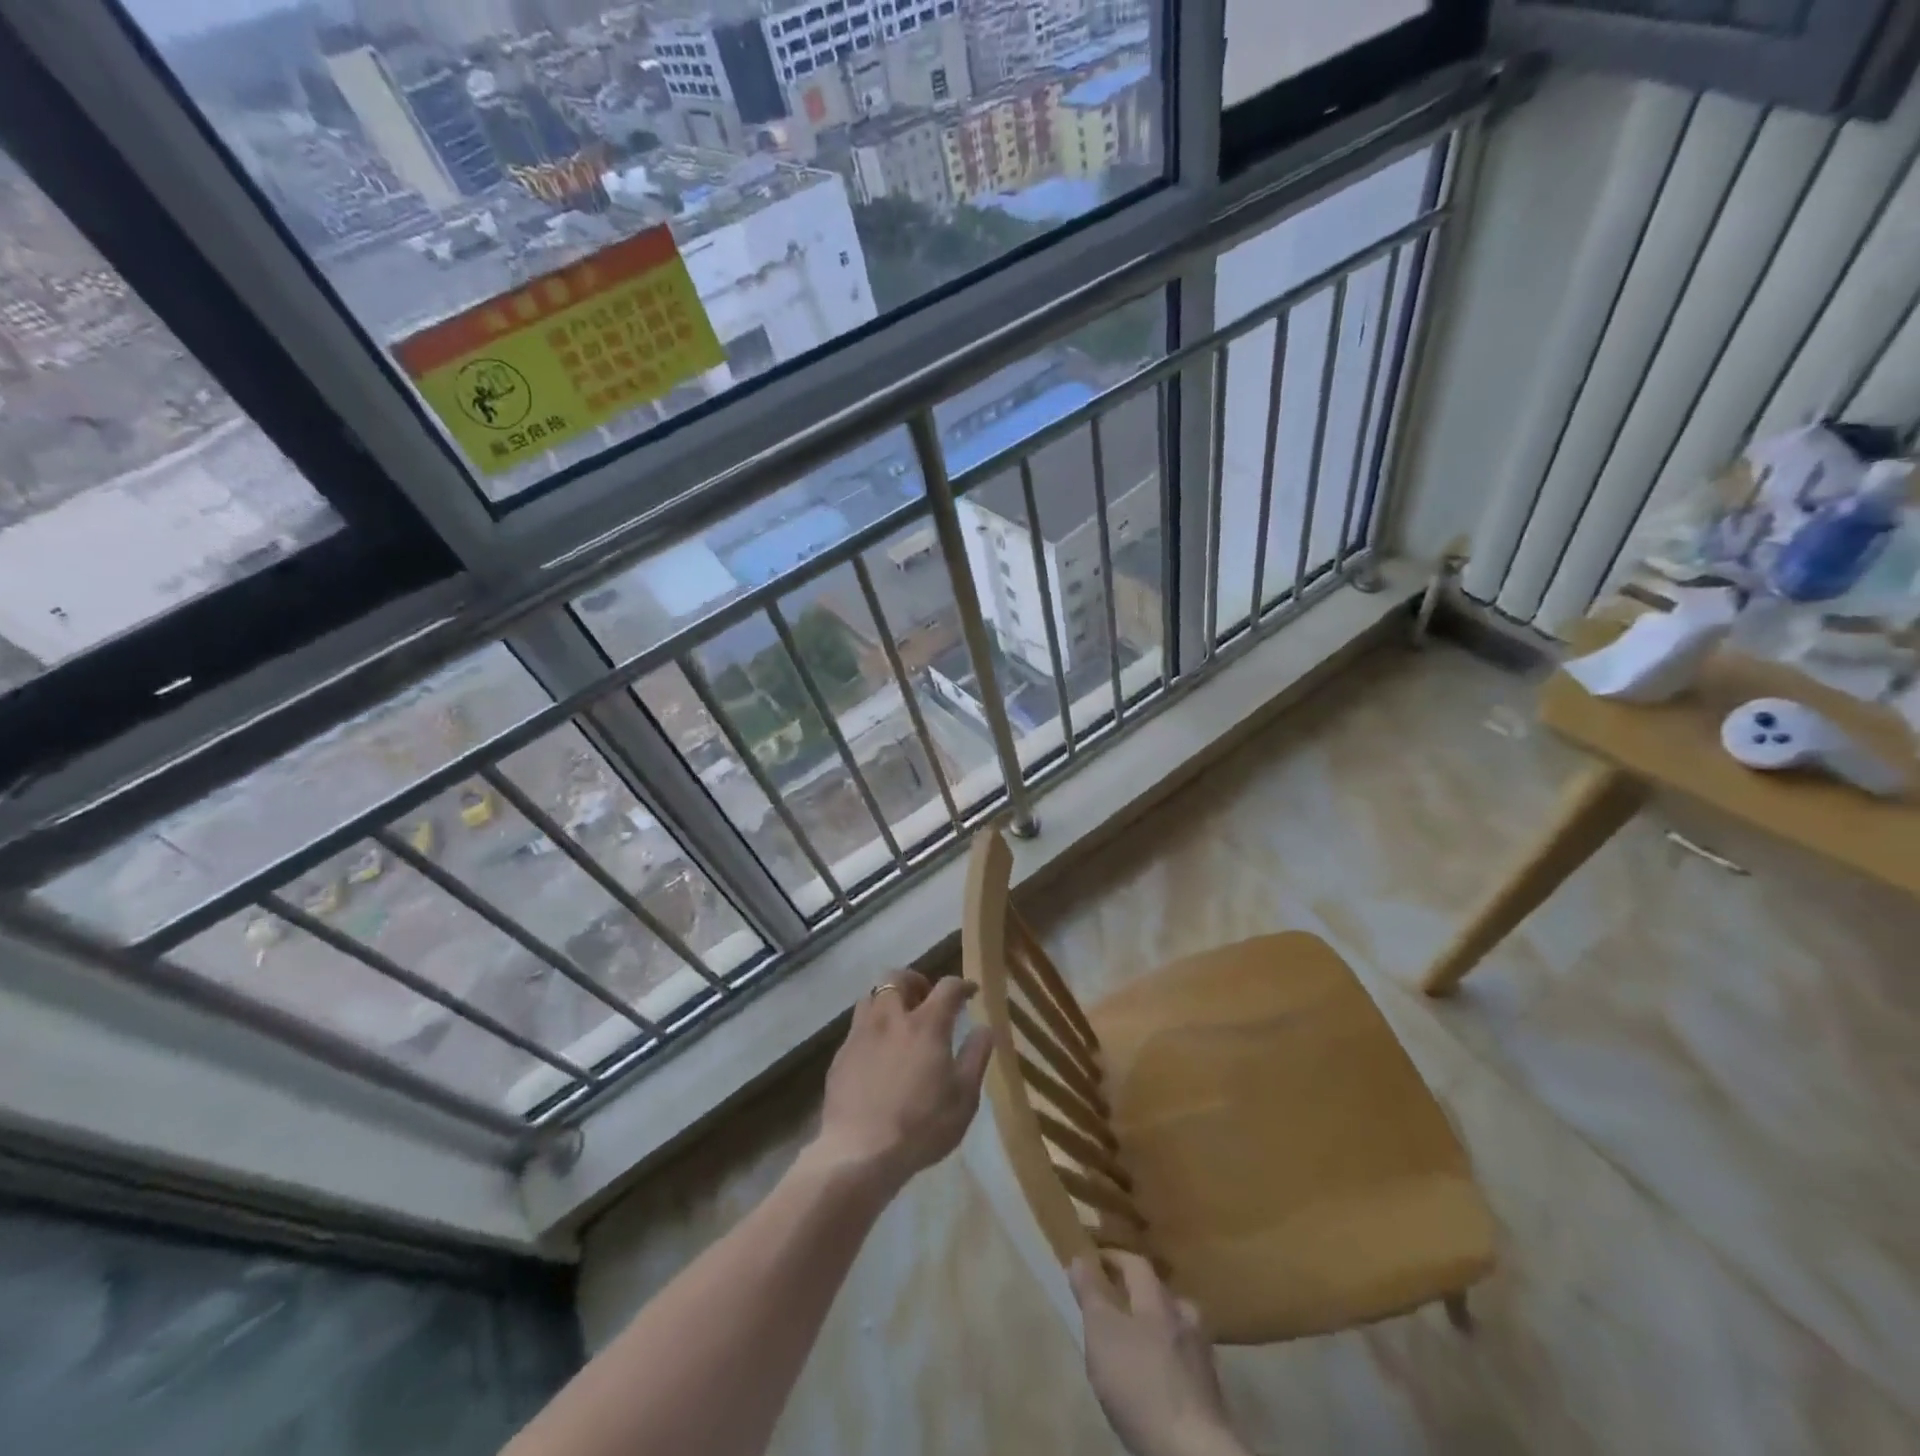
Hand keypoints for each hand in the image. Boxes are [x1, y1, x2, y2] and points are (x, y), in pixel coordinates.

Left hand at [811, 971, 992, 1194]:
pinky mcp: (840, 1055)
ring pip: (871, 996)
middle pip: (897, 977)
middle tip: (925, 997)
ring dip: (888, 999)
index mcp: (925, 1024)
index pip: (947, 987)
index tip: (970, 991)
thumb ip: (975, 1056)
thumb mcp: (964, 1096)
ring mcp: (860, 1034)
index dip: (961, 985)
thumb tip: (984, 1027)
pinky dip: (871, 1028)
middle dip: (914, 980)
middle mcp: (890, 1018)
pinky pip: (857, 1027)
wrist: (860, 1152)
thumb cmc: (922, 1125)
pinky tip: (877, 1053)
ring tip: (898, 1020)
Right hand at [1070, 1253, 1248, 1455]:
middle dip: (1140, 1293)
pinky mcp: (1210, 1394)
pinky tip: (1156, 1375)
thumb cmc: (1140, 1382)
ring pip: (1177, 1328)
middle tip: (1118, 1299)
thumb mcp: (1102, 1333)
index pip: (1136, 1264)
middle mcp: (1184, 1319)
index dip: (1115, 1258)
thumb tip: (1080, 1256)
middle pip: (1161, 1295)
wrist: (1193, 1450)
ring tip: (1136, 1340)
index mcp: (1157, 1300)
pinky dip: (1168, 1359)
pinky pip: (1184, 1361)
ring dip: (1157, 1328)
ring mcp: (1201, 1357)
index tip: (1095, 1257)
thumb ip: (1091, 1293)